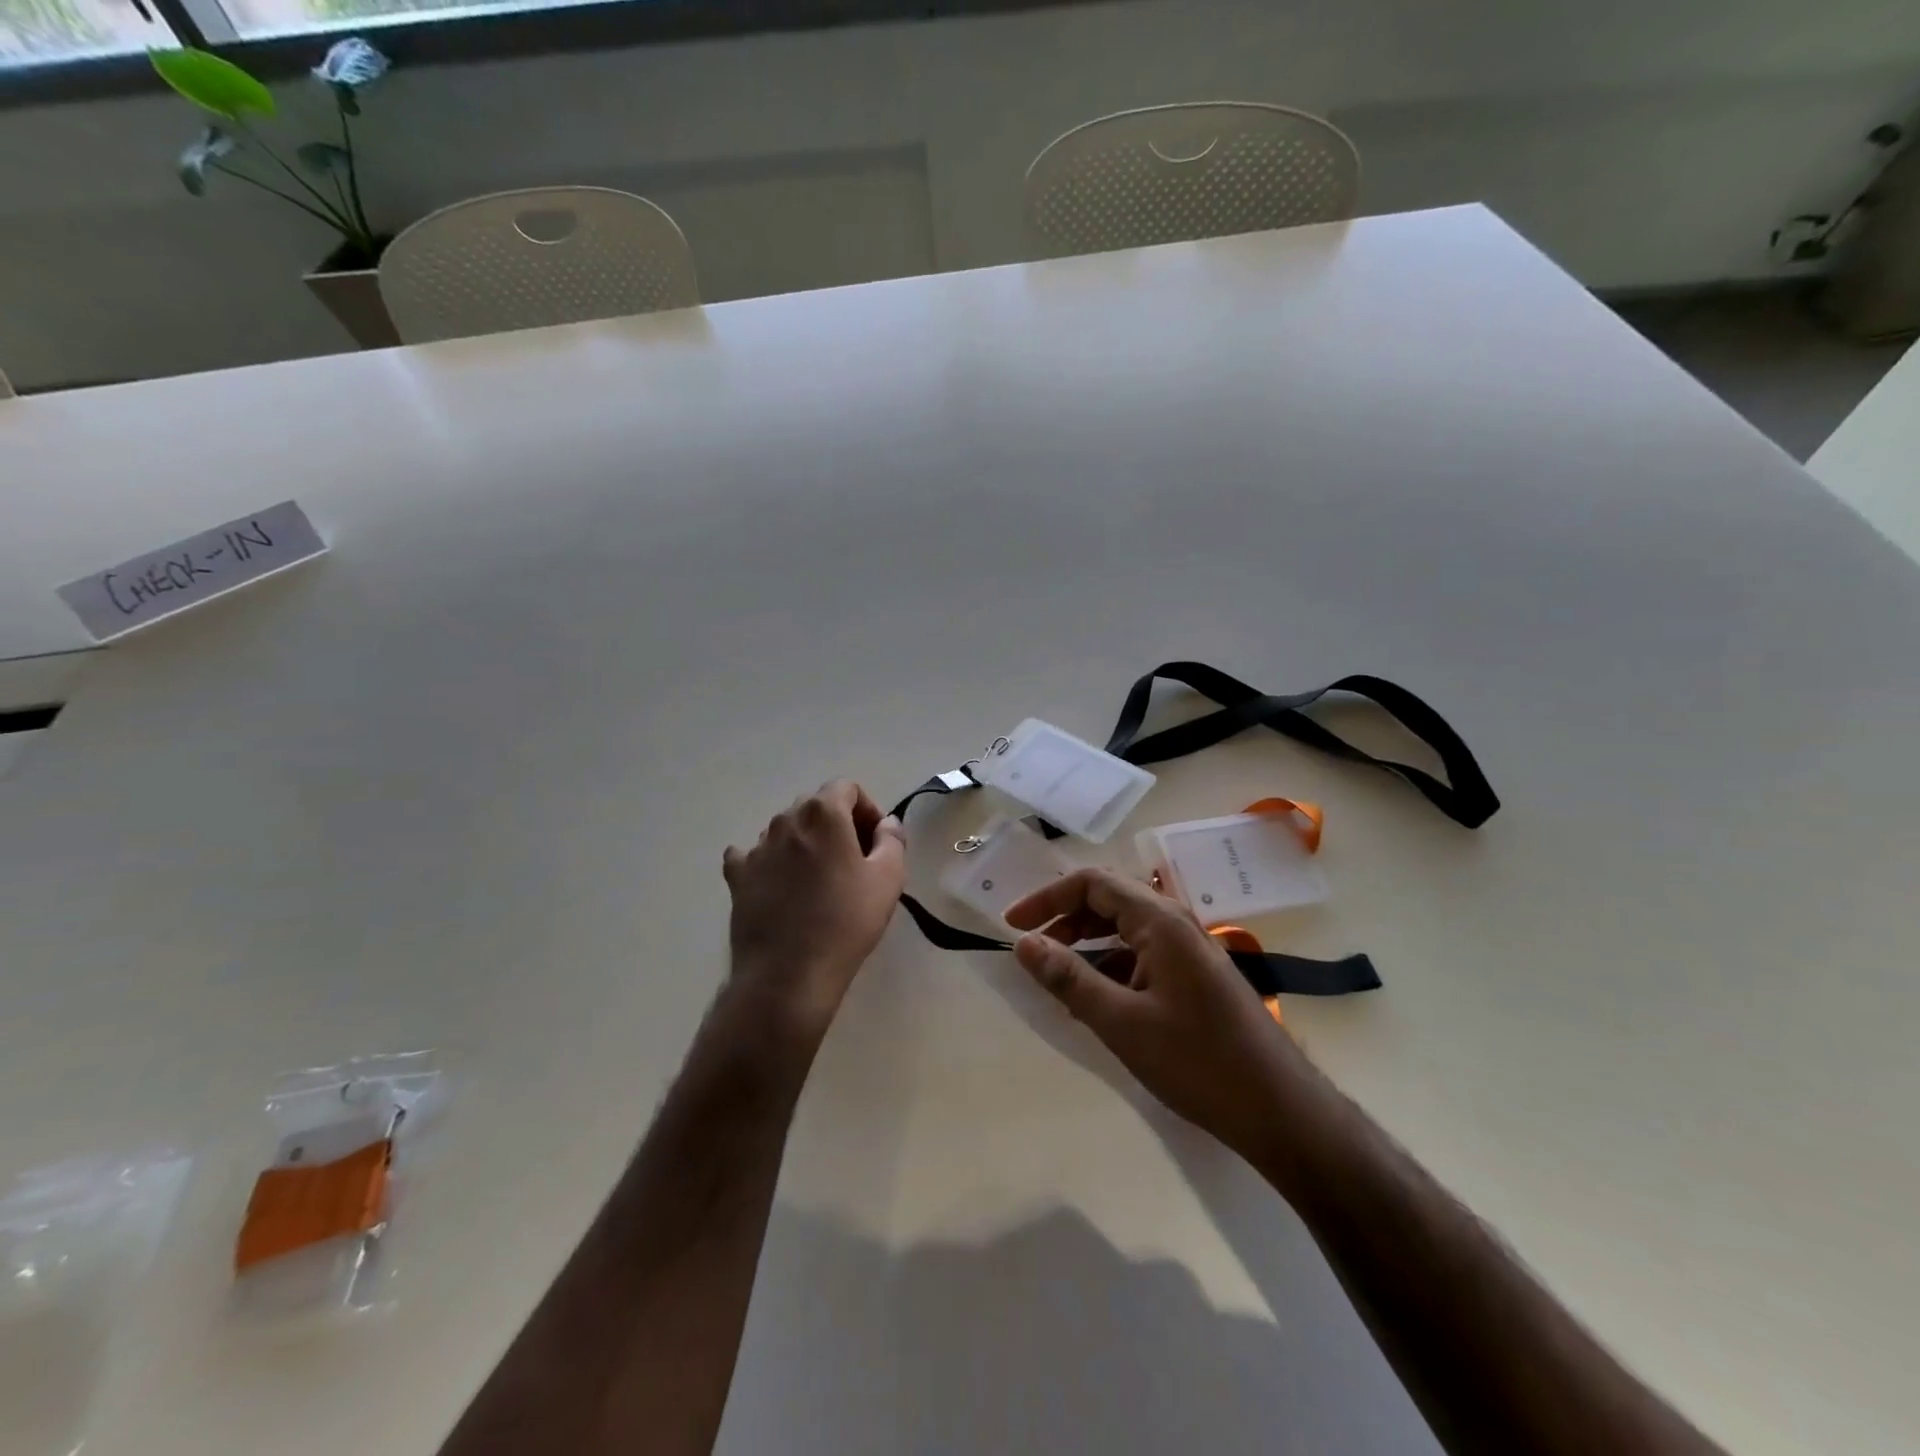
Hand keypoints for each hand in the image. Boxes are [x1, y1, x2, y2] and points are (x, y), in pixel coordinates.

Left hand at [723, 781, 906, 1034]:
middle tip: (855, 860)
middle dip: (838, 823)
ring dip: (805, 843)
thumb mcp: (889, 878)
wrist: (788, 974)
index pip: (846, 787)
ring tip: (819, 880)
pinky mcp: (737, 877)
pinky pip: (753, 855)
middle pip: (815, 806)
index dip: (866, 809)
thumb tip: (887, 823)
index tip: (876, 841)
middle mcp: (785, 820)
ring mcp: (756, 848)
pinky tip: (780, 885)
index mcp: (823, 814)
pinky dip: (770, 862)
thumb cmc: (846, 922)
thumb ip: (892, 840)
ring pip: (786, 830)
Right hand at [1005, 868, 1308, 1161]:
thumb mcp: (1121, 1022)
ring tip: (1055, 980)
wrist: (1281, 1111)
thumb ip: (1069, 979)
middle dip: (1064, 920)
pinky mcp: (1195, 978)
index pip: (1092, 883)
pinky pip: (1142, 957)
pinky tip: (1095, 1002)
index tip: (1012, 926)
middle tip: (1030, 951)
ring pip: (1124, 931)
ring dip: (1086, 946)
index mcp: (1160, 921)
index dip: (1047, 898)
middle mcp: (1176, 924)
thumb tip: (1023, 944)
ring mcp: (1189, 951)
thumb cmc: (1198, 1061)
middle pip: (1108, 901)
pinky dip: (1110, 969)